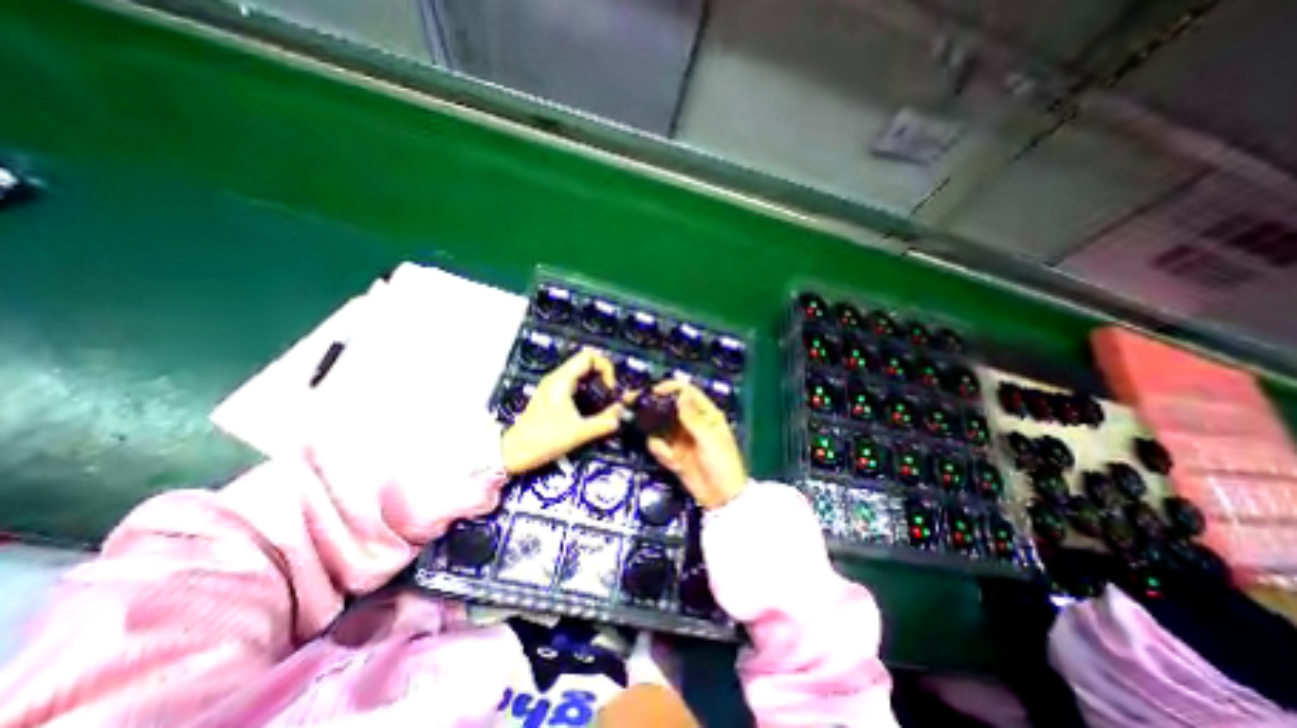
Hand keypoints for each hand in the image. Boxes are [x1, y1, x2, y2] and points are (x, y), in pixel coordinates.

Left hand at [500, 347, 623, 473]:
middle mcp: (557, 378)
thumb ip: (604, 422)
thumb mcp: (578, 433)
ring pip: (582, 375)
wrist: (513, 453)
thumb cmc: (543, 440)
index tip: (611, 388)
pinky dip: (588, 392)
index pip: (589, 357)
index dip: (606, 367)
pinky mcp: (552, 397)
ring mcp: (554, 387)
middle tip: (612, 395)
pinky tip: (592, 410)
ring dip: (597, 385)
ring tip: (605, 403)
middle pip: (587, 363)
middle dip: (604, 376)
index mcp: (562, 380)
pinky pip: (576, 385)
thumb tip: (621, 411)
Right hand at [644, 378, 745, 508]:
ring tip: (659, 443)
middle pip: (668, 406)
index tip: (654, 392)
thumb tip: (681, 394)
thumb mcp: (709, 439)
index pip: (686, 392)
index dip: (670, 388)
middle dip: (653, 406)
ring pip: (660, 426)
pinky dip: (660, 451)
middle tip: (635, 404)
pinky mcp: (673, 453)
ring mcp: (681, 438)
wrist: (722, 499)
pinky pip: (659, 446)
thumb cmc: (723, 465)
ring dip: (655, 432)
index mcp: (706, 414)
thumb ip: (692, 417)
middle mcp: (691, 423)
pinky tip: (672, 460)